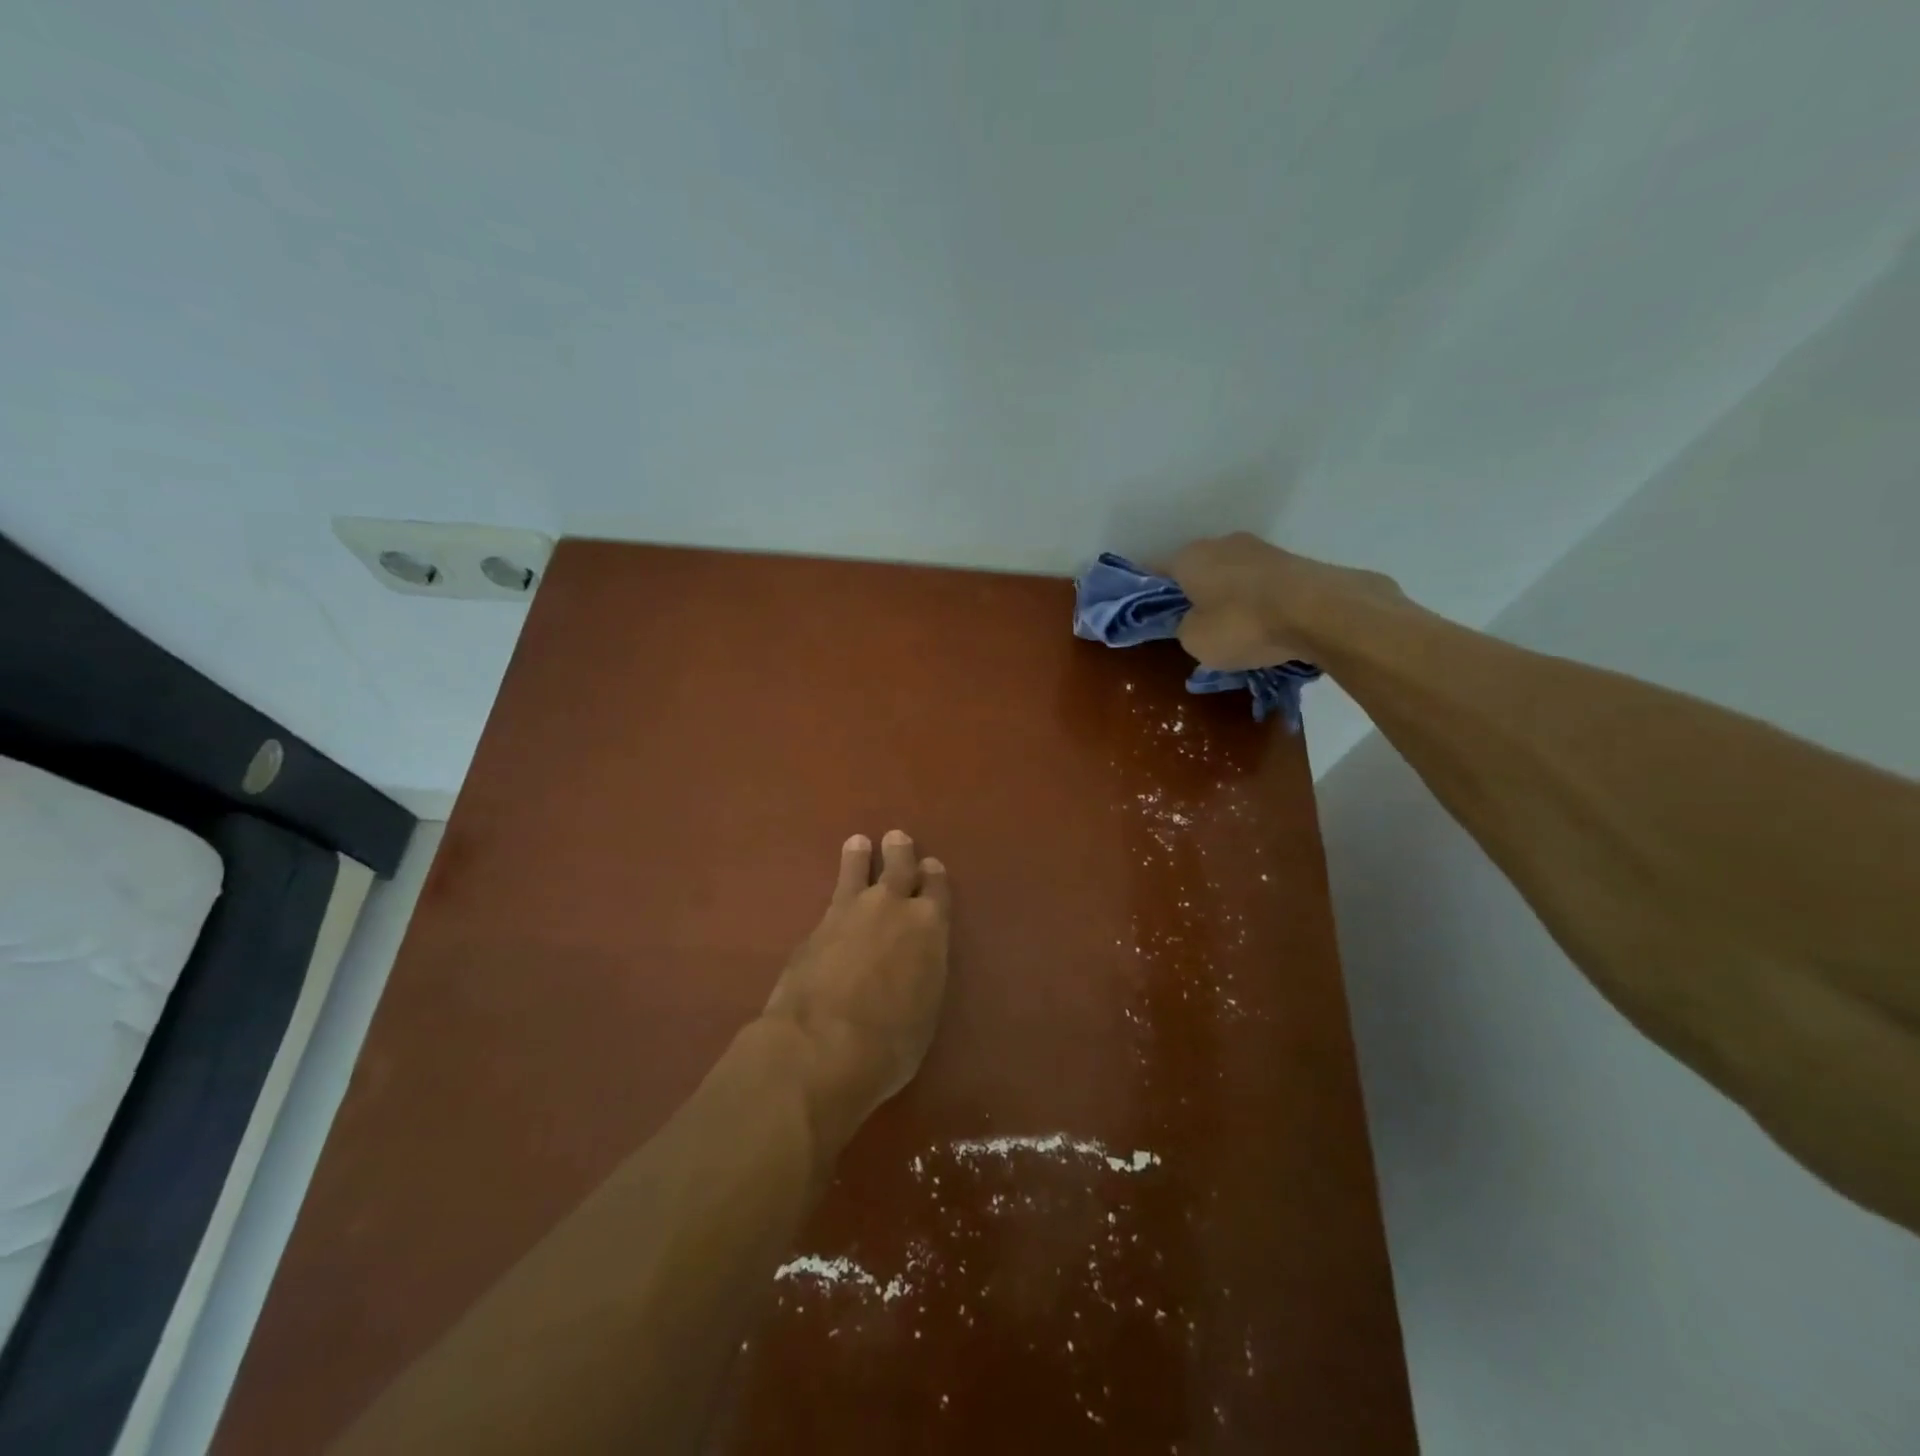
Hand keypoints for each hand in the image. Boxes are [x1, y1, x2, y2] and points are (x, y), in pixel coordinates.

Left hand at [761, 831, 950, 1151]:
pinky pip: (833, 896)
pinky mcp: (816, 926)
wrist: (822, 1045)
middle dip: (900, 853)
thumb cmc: (889, 1044)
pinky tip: (835, 892)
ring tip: (858, 843)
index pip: (937, 890)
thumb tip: (912, 964)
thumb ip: (921, 974)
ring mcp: (851, 912)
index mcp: (930, 927)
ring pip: (858, 871)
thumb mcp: (923, 1011)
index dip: (934, 877)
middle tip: (896, 839)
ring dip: (860, 857)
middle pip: (899, 868)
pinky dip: (837, 887)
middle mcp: (893, 908)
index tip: (931, 866)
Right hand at [1167, 531, 1400, 669]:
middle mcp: (1221, 543)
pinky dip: (1258, 603)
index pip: (1156, 572)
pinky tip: (1264, 627)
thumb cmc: (1242, 624)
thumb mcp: (1194, 640)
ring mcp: (1261, 549)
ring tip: (1235, 632)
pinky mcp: (1293, 562)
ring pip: (1232, 577)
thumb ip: (1184, 627)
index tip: (1152, 617)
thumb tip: (1194, 621)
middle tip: (1195, 628)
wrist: (1320, 611)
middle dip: (1194, 596)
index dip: (1151, 596)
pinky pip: (1262, 586)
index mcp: (1189, 557)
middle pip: (1198, 571)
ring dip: (1229, 599)